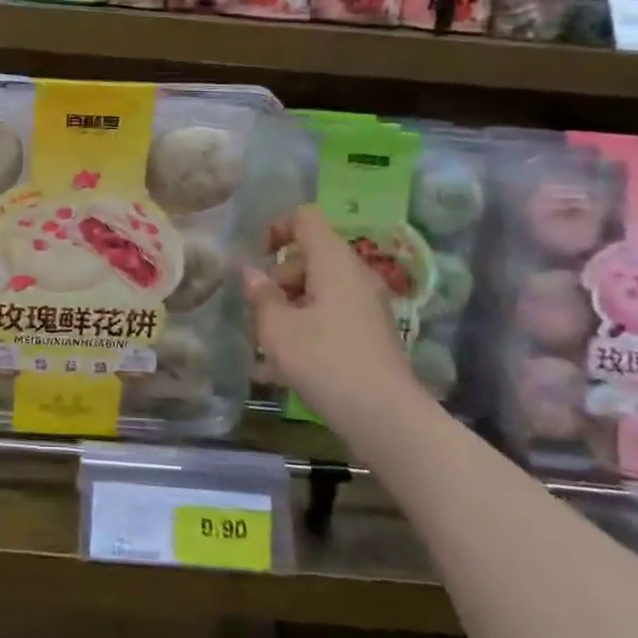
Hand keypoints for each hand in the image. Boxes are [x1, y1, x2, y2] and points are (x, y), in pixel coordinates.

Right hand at [240, 206, 420, 430]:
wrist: (386, 418)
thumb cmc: (325, 361)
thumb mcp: (277, 328)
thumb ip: (260, 294)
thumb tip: (250, 272)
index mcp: (334, 262)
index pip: (305, 218)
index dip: (275, 228)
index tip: (255, 258)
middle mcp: (354, 276)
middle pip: (308, 257)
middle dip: (277, 280)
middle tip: (257, 313)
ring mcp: (366, 306)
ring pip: (317, 291)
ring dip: (287, 309)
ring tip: (263, 346)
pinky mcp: (369, 335)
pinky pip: (330, 316)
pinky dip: (305, 329)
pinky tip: (280, 368)